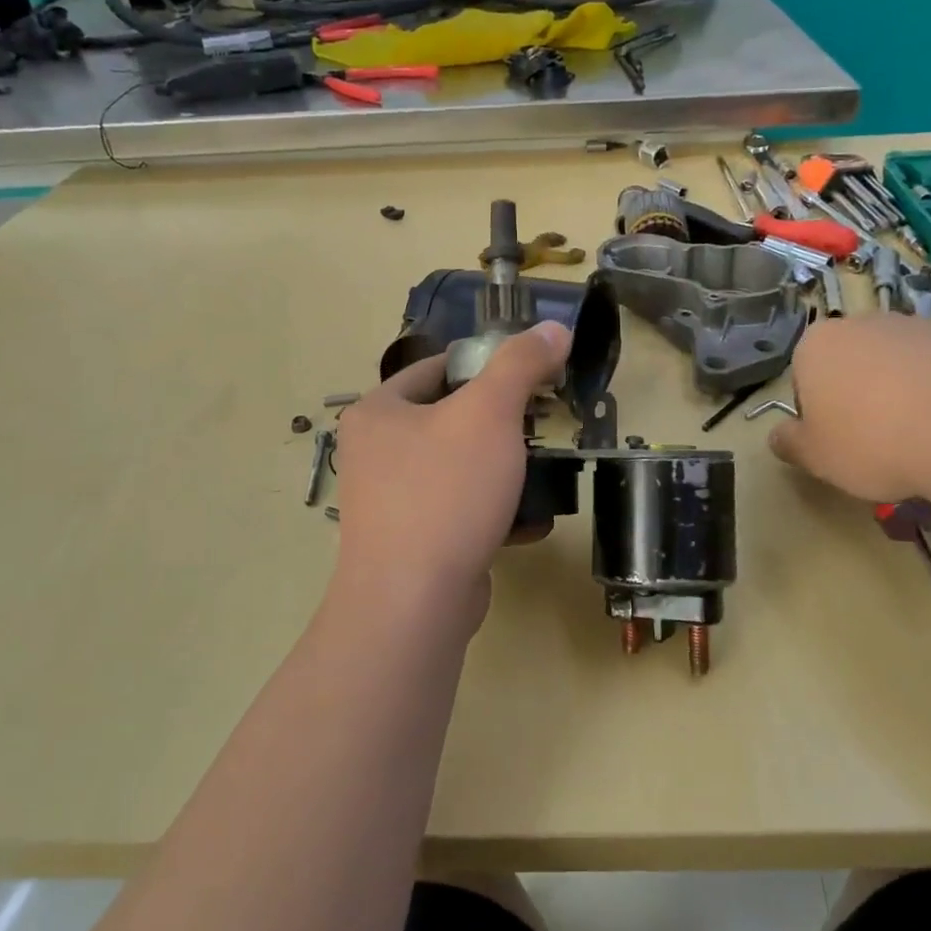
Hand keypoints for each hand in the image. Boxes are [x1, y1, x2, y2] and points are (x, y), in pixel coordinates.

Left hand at [330, 322, 570, 634]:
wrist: (413, 602)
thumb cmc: (445, 492)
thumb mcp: (489, 413)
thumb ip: (522, 364)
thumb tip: (555, 328)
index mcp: (378, 413)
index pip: (436, 368)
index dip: (485, 365)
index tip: (529, 376)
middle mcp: (375, 454)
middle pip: (450, 420)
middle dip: (501, 424)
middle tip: (542, 425)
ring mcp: (391, 503)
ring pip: (459, 469)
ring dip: (504, 470)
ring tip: (542, 471)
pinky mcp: (413, 544)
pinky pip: (460, 512)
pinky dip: (494, 512)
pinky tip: (530, 522)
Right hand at [768, 314, 930, 500]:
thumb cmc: (873, 443)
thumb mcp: (815, 458)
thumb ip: (789, 444)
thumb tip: (778, 437)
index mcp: (817, 346)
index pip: (804, 376)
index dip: (818, 412)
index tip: (837, 441)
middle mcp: (864, 323)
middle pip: (852, 362)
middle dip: (859, 394)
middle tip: (876, 441)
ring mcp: (919, 325)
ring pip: (900, 362)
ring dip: (903, 390)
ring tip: (922, 437)